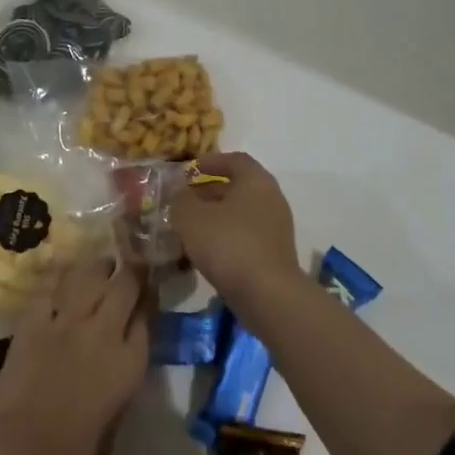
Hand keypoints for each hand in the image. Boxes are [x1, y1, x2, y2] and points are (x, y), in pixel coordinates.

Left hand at [0, 258, 150, 454]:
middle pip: (125, 286)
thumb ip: (121, 381)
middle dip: (132, 270)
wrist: (22, 450)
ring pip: (90, 275)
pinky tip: (64, 267)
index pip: (147, 317)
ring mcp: (68, 320)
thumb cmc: (73, 454)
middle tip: (132, 263)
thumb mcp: (115, 419)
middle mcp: (104, 332)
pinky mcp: (35, 318)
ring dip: (99, 266)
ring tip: (102, 262)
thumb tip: (117, 361)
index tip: (148, 293)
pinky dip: (58, 274)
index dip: (149, 300)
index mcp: (130, 363)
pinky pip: (50, 285)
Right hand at [169, 151, 303, 307]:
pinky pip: (247, 235)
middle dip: (210, 191)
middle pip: (238, 187)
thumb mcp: (191, 217)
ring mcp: (276, 228)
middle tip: (185, 200)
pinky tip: (206, 251)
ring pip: (241, 213)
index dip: (211, 161)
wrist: (268, 295)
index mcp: (256, 180)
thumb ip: (181, 199)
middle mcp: (271, 198)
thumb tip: (179, 193)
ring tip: (190, 227)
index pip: (235, 160)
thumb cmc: (228, 244)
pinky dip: (227, 236)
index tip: (190, 170)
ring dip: (216, 216)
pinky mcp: (275, 254)